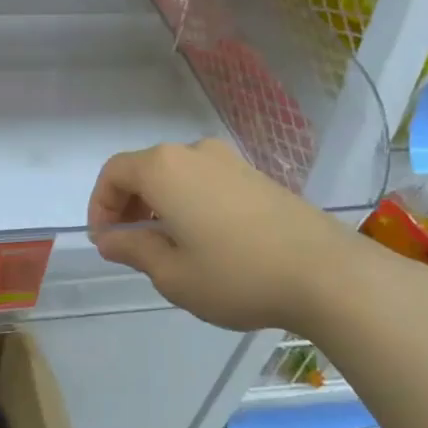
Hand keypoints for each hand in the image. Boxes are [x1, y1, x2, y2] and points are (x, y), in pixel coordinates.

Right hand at [87, 138, 379, 333]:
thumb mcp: (172, 274)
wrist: (327, 273)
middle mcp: (194, 153)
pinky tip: (205, 239)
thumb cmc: (236, 274)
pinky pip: (205, 181)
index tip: (105, 240)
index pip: (114, 173)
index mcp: (164, 169)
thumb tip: (109, 238)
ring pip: (177, 175)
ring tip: (167, 245)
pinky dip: (189, 201)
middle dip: (129, 204)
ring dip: (160, 203)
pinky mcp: (257, 176)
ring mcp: (230, 161)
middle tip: (130, 244)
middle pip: (144, 169)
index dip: (100, 204)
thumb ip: (133, 249)